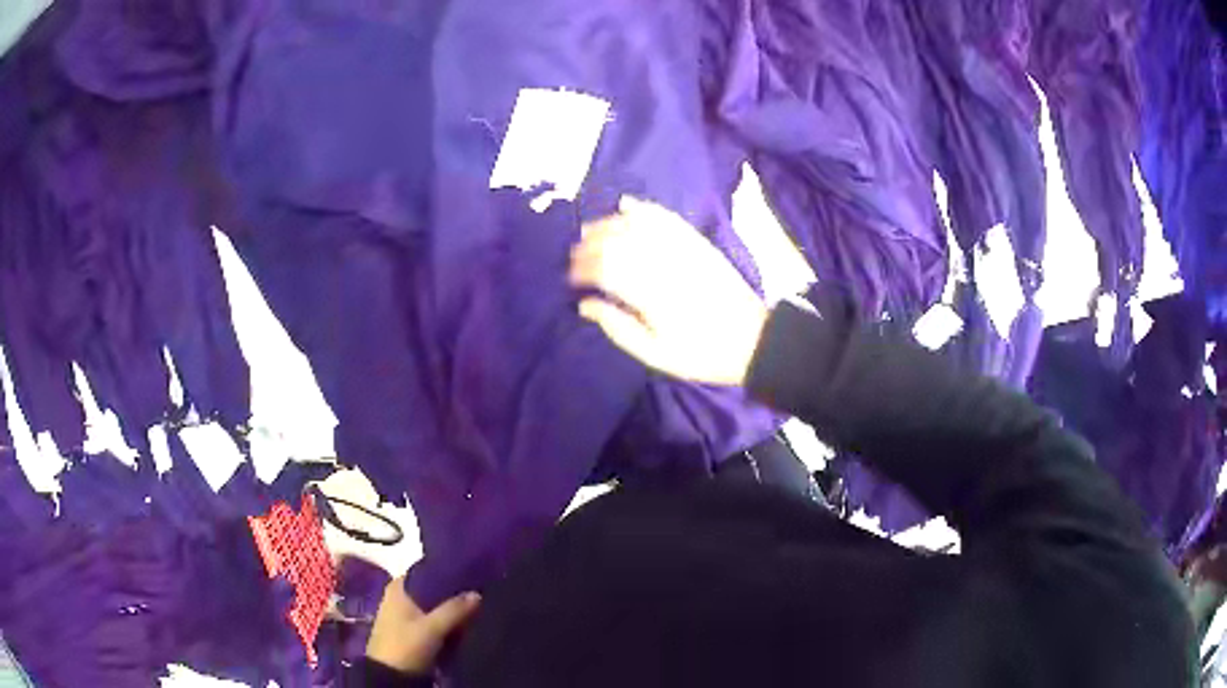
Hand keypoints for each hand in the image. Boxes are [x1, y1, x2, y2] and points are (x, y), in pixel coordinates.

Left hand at [365, 578, 480, 674]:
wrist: (391, 676)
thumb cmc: (406, 645)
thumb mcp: (432, 628)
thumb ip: (454, 609)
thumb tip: (478, 593)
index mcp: (398, 588)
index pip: (426, 571)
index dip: (447, 572)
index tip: (470, 572)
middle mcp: (399, 596)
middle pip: (432, 589)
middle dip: (452, 592)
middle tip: (478, 591)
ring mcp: (405, 615)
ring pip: (434, 606)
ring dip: (451, 608)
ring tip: (476, 606)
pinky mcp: (411, 631)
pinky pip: (434, 620)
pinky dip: (446, 621)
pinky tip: (464, 622)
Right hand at [570, 196, 768, 385]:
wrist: (753, 340)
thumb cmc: (701, 353)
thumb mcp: (655, 354)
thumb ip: (617, 328)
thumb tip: (584, 305)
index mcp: (650, 295)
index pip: (604, 269)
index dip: (581, 270)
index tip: (569, 279)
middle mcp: (662, 263)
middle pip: (615, 241)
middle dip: (588, 245)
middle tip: (574, 256)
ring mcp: (682, 249)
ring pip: (636, 224)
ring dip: (607, 223)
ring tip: (589, 230)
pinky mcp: (696, 242)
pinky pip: (665, 216)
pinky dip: (643, 207)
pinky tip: (625, 204)